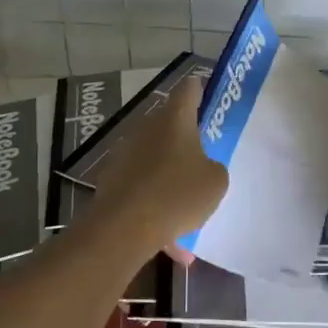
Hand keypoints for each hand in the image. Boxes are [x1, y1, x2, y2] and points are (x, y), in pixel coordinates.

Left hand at [84, 76, 228, 250]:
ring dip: (168, 173)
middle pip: (168, 122)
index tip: (206, 98)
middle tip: (201, 154)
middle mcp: (147, 127)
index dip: (198, 90)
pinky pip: (141, 185)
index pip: (188, 89)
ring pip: (154, 156)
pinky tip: (168, 237)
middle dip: (184, 137)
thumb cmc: (177, 194)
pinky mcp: (111, 178)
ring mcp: (125, 152)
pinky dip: (153, 202)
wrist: (123, 227)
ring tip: (186, 207)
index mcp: (175, 119)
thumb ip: (214, 168)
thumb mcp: (215, 182)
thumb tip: (202, 167)